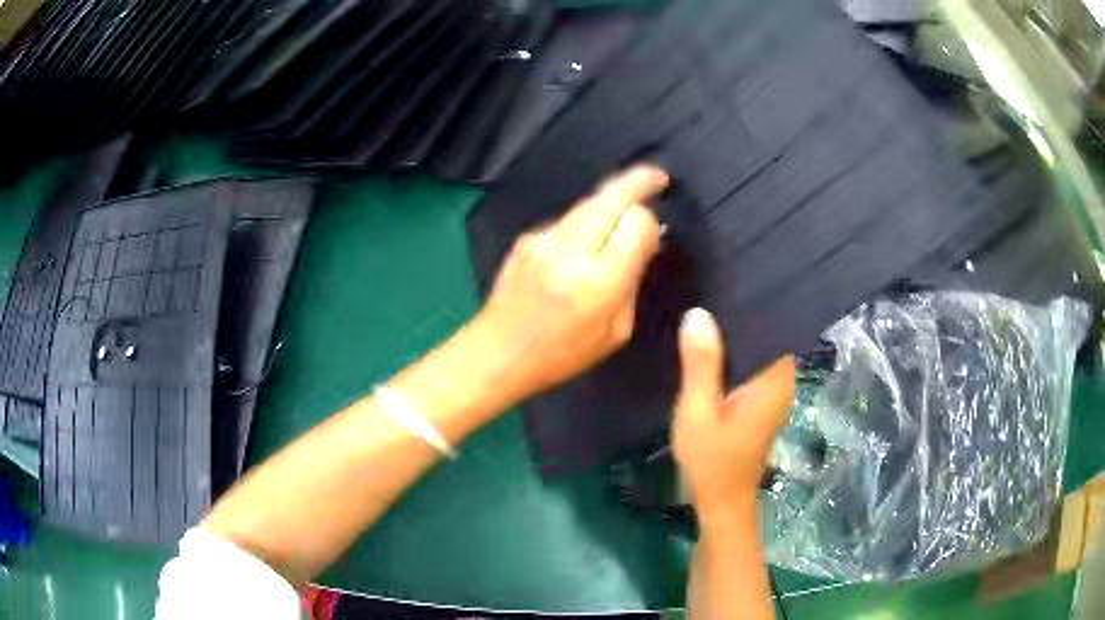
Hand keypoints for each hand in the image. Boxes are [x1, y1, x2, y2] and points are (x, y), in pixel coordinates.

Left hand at [473, 164, 668, 403]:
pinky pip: (568, 219)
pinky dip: (587, 219)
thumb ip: (633, 282)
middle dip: (638, 181)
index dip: (650, 220)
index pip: (636, 222)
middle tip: (657, 177)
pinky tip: (589, 237)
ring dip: (611, 198)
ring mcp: (543, 239)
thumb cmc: (561, 354)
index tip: (655, 231)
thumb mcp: (615, 331)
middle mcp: (569, 250)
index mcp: (598, 280)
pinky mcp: (527, 237)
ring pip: (588, 202)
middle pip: (611, 196)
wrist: (497, 351)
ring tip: (628, 202)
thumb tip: (645, 244)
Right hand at [672, 308, 794, 521]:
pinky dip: (734, 356)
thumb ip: (701, 365)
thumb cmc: (711, 460)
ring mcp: (774, 394)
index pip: (774, 326)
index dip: (752, 303)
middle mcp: (782, 382)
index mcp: (774, 380)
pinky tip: (709, 346)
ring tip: (705, 309)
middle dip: (739, 317)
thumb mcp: (698, 412)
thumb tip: (698, 314)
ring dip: (735, 337)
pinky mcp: (762, 403)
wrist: (721, 502)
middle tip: (707, 290)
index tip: (725, 281)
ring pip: (758, 352)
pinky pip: (752, 368)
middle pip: (766, 337)